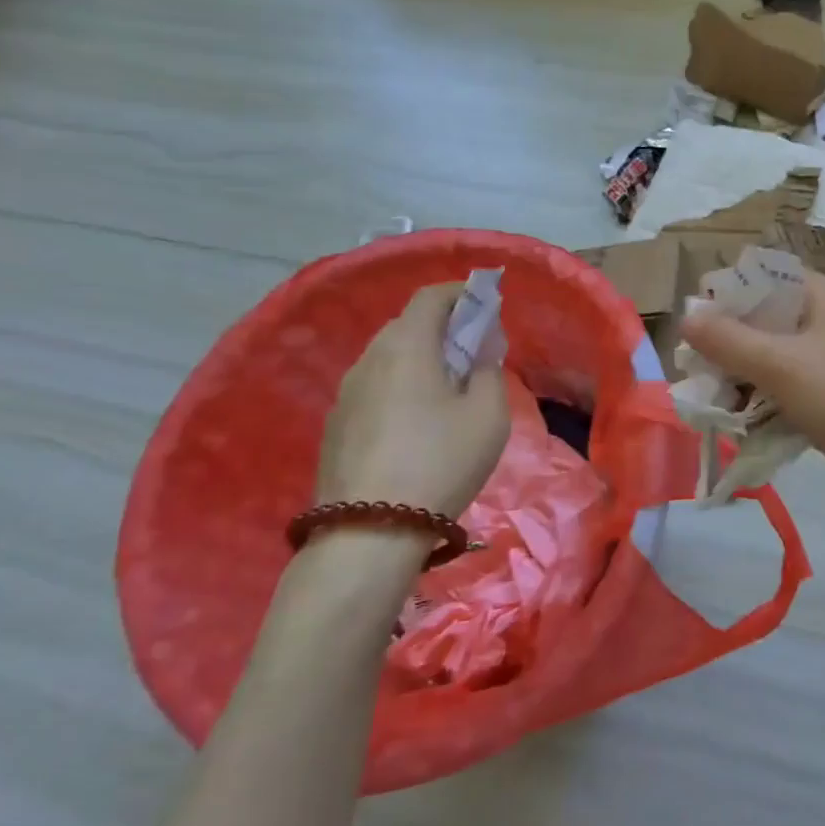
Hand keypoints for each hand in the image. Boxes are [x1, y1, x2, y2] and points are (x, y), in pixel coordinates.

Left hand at [315, 283, 510, 518]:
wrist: (370, 532)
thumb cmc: (441, 462)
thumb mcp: (488, 415)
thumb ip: (488, 372)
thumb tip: (479, 352)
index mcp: (406, 346)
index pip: (430, 297)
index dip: (461, 294)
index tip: (485, 305)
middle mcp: (369, 359)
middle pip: (407, 324)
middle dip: (442, 327)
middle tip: (473, 350)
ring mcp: (346, 393)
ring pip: (388, 357)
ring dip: (420, 358)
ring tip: (447, 387)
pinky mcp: (336, 424)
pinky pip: (374, 386)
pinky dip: (400, 385)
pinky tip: (416, 420)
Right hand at [680, 272, 824, 537]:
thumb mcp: (782, 365)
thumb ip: (728, 340)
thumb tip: (686, 315)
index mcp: (820, 295)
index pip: (760, 277)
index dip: (723, 297)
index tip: (694, 332)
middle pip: (761, 320)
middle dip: (726, 348)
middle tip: (700, 378)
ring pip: (771, 359)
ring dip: (742, 381)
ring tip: (716, 409)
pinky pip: (787, 390)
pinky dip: (765, 404)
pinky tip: (745, 428)